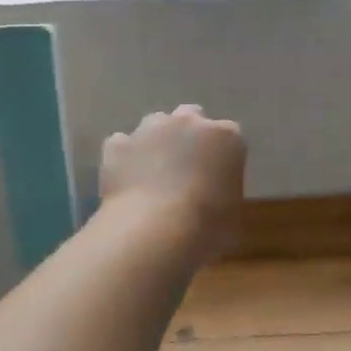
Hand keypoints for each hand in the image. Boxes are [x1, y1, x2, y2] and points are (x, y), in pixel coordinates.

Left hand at [100, 105, 246, 257]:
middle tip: (185, 169)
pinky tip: (126, 180)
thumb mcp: (232, 214)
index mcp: (226, 137)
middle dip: (188, 137)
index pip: (230, 136)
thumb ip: (225, 193)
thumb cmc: (207, 226)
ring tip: (152, 175)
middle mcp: (188, 122)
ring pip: (154, 126)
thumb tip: (213, 198)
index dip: (222, 156)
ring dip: (156, 143)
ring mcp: (149, 129)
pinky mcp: (118, 145)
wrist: (154, 231)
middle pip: (190, 118)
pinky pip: (122, 145)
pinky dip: (125, 158)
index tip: (218, 177)